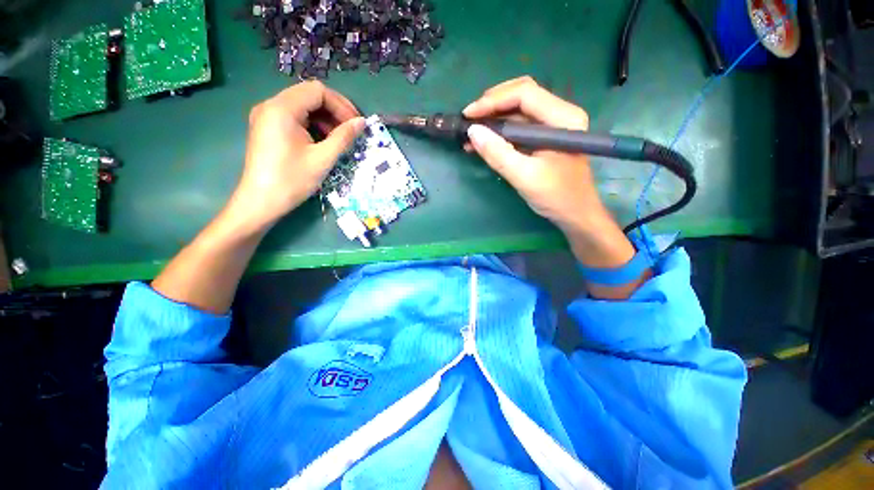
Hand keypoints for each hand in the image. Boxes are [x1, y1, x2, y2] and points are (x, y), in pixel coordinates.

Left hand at [228, 81, 364, 232]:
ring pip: (303, 106)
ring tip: (339, 138)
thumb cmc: (292, 180)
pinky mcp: (267, 127)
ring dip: (325, 119)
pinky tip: (323, 141)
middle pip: (309, 95)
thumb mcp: (323, 158)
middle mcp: (271, 105)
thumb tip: (362, 122)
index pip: (317, 91)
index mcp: (282, 108)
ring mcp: (267, 116)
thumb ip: (344, 137)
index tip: (356, 125)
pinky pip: (294, 117)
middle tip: (352, 130)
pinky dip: (313, 125)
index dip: (341, 105)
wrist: (261, 201)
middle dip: (334, 111)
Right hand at [463, 76, 608, 234]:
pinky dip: (499, 132)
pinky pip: (518, 127)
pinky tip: (483, 142)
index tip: (468, 115)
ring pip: (518, 111)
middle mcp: (559, 114)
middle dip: (492, 105)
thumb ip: (498, 154)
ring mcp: (552, 126)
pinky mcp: (543, 139)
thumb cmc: (556, 197)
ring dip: (493, 119)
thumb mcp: (524, 176)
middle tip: (469, 119)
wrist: (575, 215)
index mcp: (563, 118)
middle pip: (521, 96)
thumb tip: (472, 131)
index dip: (493, 100)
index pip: (525, 94)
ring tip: (471, 133)